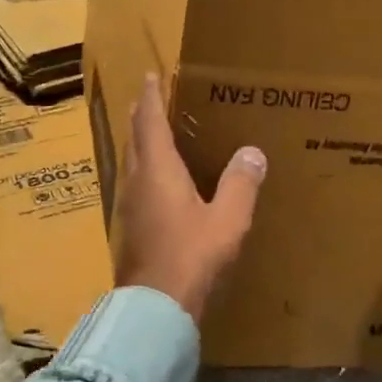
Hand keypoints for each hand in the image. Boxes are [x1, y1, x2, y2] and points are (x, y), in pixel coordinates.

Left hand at [113, 73, 266, 323]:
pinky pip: (136, 186)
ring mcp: (128, 207)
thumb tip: (252, 153)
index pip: (151, 122)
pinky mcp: (129, 229)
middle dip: (143, 117)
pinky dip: (145, 171)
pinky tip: (158, 184)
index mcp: (158, 171)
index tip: (150, 75)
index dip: (152, 97)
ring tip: (155, 136)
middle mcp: (137, 183)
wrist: (155, 306)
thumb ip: (240, 184)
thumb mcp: (227, 220)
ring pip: (132, 163)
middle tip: (152, 100)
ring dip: (141, 144)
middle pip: (136, 140)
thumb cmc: (192, 257)